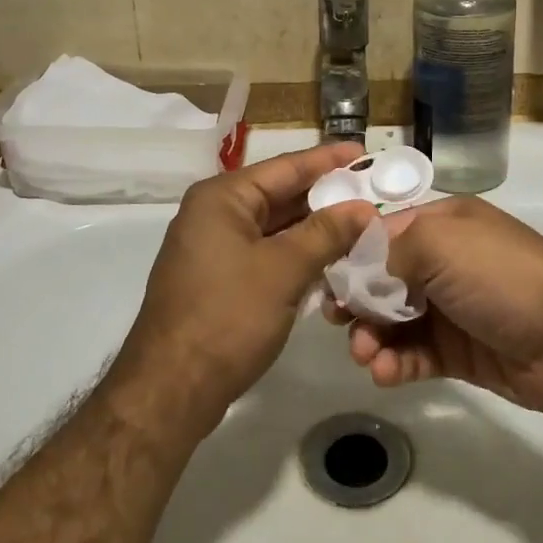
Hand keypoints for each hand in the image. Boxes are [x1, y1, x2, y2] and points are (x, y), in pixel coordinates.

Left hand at [113, 144, 375, 434]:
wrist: (171, 390)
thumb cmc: (227, 317)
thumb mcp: (284, 270)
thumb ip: (326, 234)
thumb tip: (363, 209)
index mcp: (223, 198)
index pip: (286, 167)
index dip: (328, 160)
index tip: (365, 153)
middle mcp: (215, 214)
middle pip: (280, 194)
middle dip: (326, 196)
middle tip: (372, 191)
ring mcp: (214, 248)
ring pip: (275, 227)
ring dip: (315, 228)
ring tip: (361, 223)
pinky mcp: (219, 279)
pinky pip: (266, 253)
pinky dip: (297, 253)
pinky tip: (332, 259)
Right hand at [326, 197, 542, 412]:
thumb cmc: (501, 276)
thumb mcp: (440, 243)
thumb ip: (390, 252)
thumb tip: (360, 274)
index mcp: (443, 225)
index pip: (383, 233)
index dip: (352, 255)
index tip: (326, 280)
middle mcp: (445, 262)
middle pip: (384, 279)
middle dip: (358, 300)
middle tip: (339, 322)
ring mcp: (453, 309)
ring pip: (395, 321)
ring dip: (373, 337)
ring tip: (366, 356)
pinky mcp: (460, 353)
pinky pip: (416, 355)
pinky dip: (396, 363)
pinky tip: (386, 373)